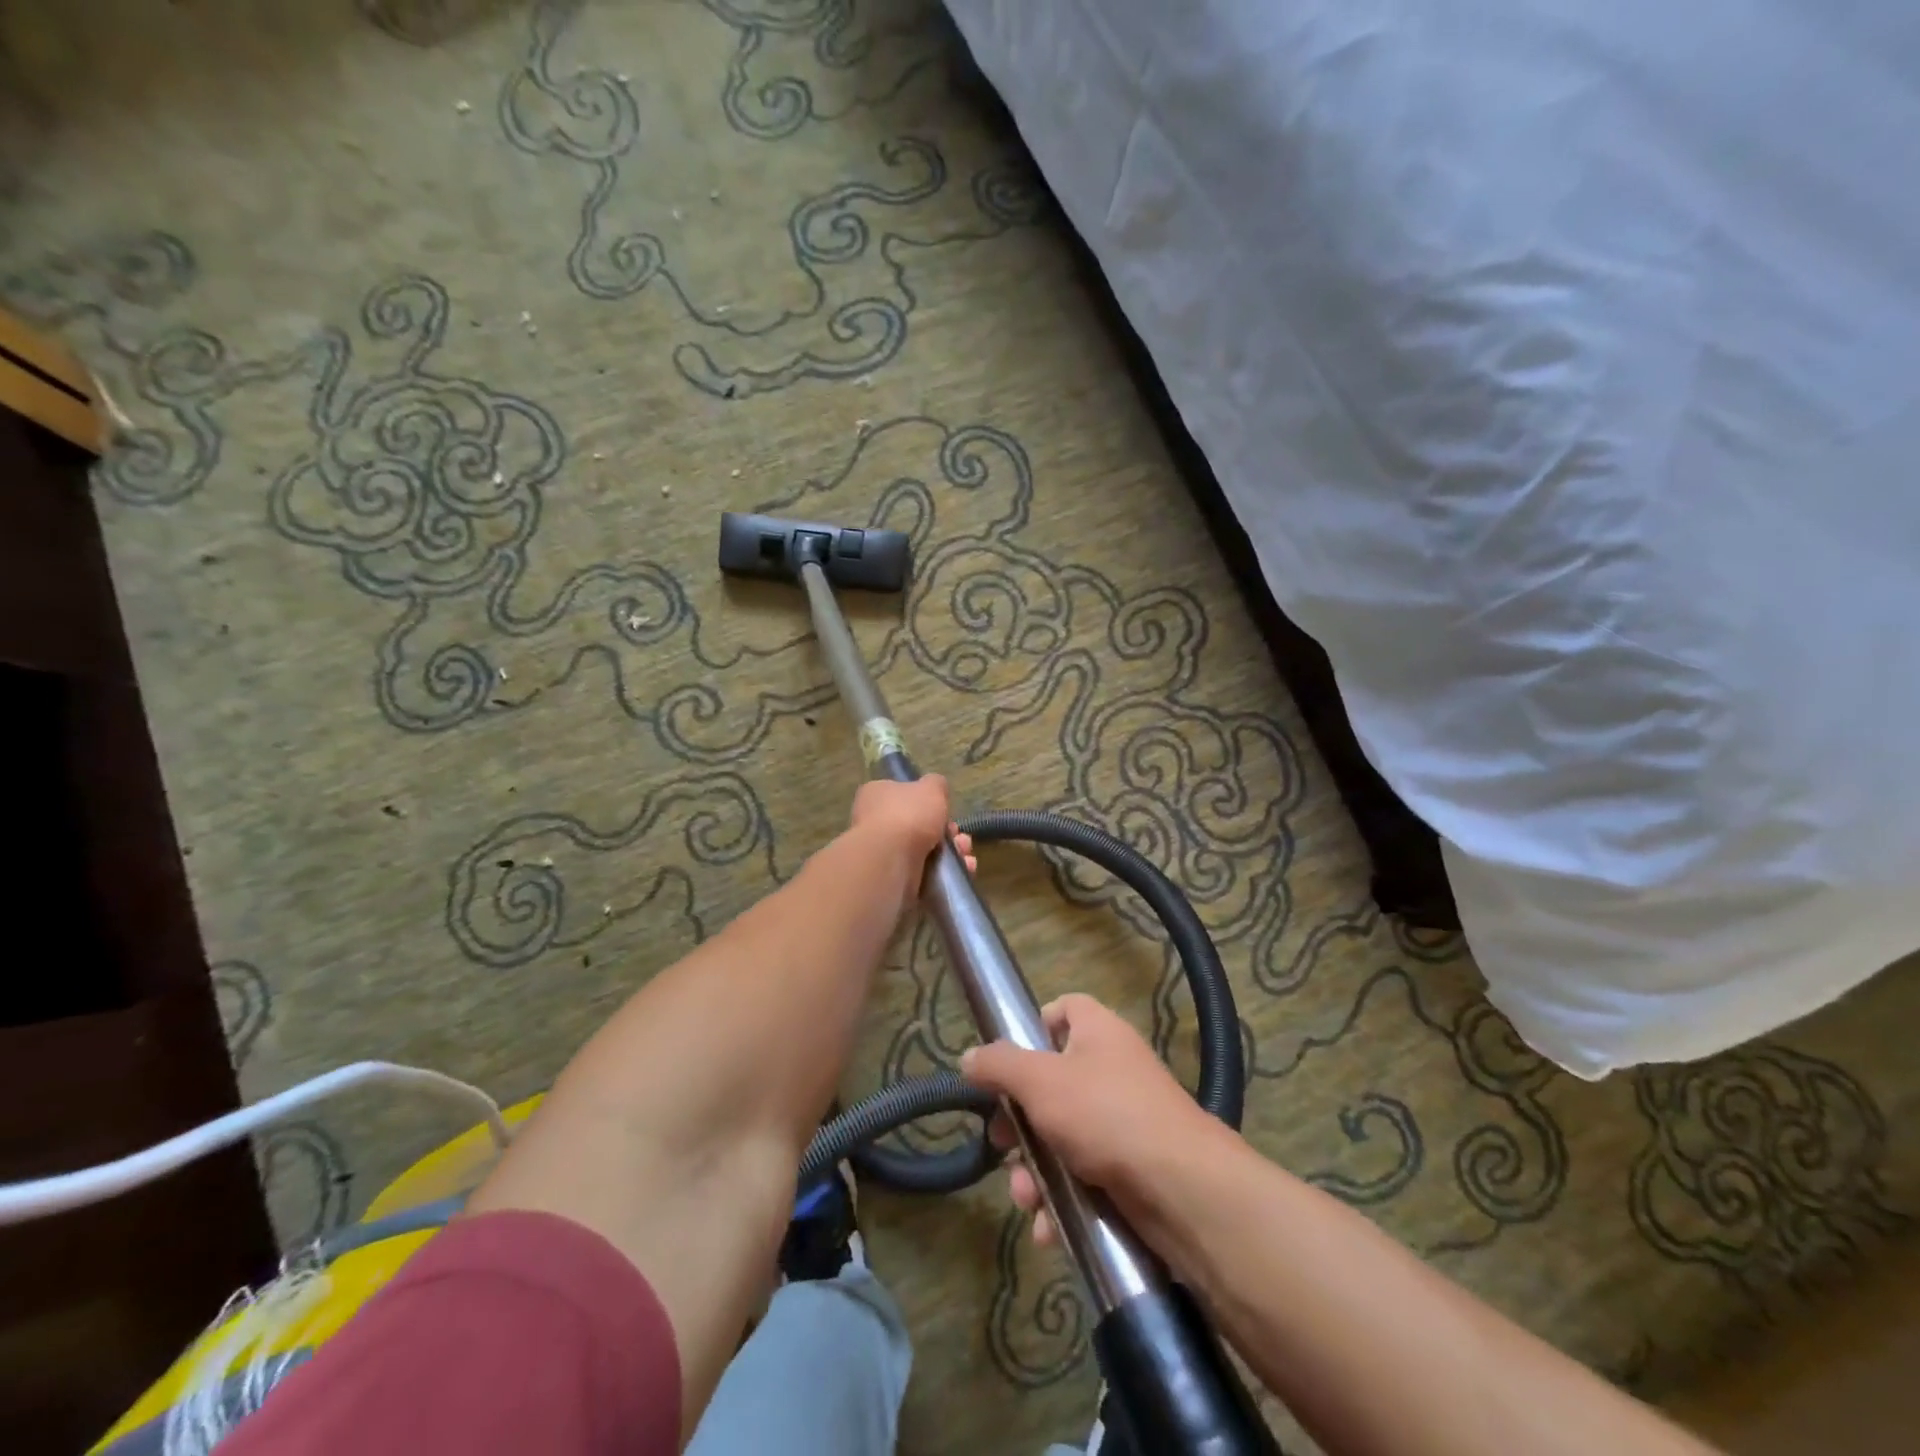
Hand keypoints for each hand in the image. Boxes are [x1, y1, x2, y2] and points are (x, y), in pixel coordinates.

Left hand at [846, 775, 974, 922]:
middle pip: (918, 826)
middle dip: (947, 833)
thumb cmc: (908, 816)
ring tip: (966, 856)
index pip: (903, 796)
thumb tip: (935, 788)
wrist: (890, 861)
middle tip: (959, 837)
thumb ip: (936, 785)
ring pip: (925, 852)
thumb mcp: (931, 788)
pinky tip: (964, 871)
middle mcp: (876, 824)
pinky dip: (945, 874)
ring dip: (951, 854)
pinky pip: (925, 875)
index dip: (929, 803)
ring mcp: (883, 854)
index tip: (947, 810)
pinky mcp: (893, 880)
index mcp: (877, 796)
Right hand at [961, 993, 1216, 1244]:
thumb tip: (969, 1057)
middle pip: (1052, 1082)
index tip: (1007, 1063)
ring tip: (1025, 1199)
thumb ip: (999, 1065)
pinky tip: (1047, 1228)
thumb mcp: (1040, 1081)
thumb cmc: (1105, 1114)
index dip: (1033, 1029)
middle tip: (1002, 1145)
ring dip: (1035, 1170)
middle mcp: (1112, 1069)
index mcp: (1097, 1032)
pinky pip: (1084, 1175)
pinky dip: (1062, 1198)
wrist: (1183, 1190)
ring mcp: (1124, 1120)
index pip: (1063, 1010)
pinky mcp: (1131, 1168)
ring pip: (1062, 1136)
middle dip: (1020, 1122)